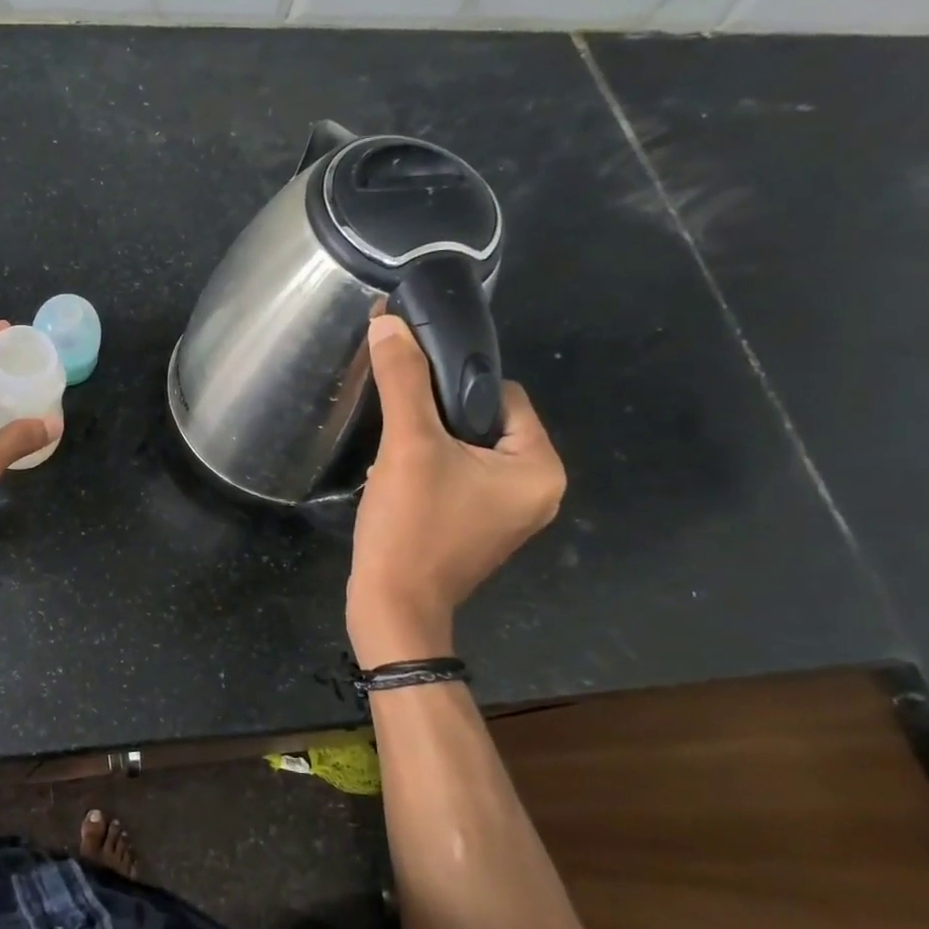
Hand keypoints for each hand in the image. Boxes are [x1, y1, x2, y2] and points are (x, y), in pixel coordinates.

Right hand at [347, 314, 564, 666]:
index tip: (410, 396)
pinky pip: (457, 477)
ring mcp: (507, 512)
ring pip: (466, 449)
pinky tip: (396, 480)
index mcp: (540, 467)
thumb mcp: (407, 446)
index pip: (501, 394)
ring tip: (392, 457)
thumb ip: (403, 381)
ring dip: (427, 443)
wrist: (390, 606)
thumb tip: (389, 323)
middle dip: (435, 419)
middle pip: (482, 422)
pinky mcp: (477, 527)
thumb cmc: (411, 526)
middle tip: (397, 433)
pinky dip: (427, 469)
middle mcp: (537, 489)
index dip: (452, 387)